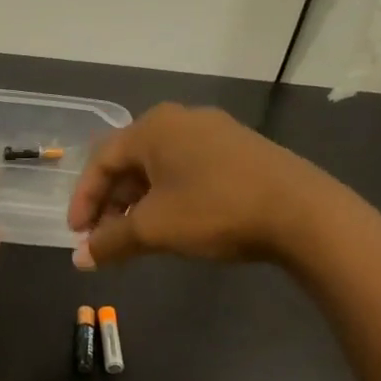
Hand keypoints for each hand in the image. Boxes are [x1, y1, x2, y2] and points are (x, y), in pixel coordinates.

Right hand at [67, 104, 359, 268]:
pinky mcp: (238, 149)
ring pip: (159, 166)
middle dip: (112, 202)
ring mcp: (213, 132)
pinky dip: (169, 195)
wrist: (301, 212)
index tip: (78, 235)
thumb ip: (111, 241)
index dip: (84, 199)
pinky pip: (187, 169)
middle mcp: (180, 120)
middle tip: (106, 238)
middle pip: (129, 161)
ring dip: (139, 201)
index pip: (101, 160)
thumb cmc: (215, 210)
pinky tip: (175, 222)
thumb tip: (80, 260)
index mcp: (153, 127)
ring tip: (137, 235)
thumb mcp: (155, 228)